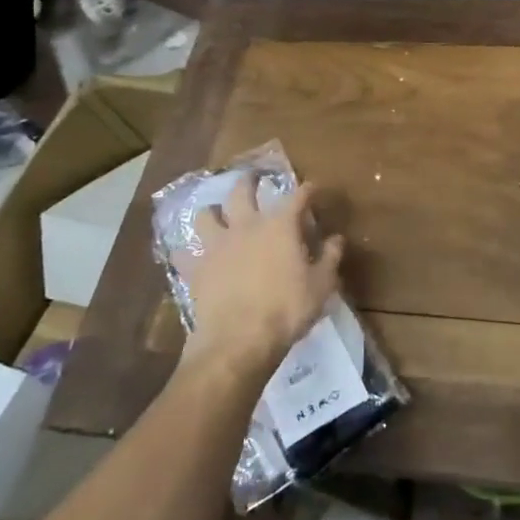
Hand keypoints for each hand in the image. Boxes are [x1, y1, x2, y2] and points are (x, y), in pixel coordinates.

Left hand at [183, 176, 343, 375]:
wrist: (238, 341)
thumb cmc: (287, 309)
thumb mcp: (322, 285)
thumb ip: (330, 257)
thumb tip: (336, 238)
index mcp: (280, 226)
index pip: (297, 196)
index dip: (306, 189)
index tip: (312, 188)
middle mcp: (246, 226)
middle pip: (243, 191)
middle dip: (250, 181)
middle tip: (254, 179)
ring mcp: (216, 245)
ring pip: (206, 215)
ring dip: (212, 211)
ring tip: (217, 214)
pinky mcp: (195, 268)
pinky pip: (183, 253)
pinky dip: (185, 251)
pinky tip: (188, 254)